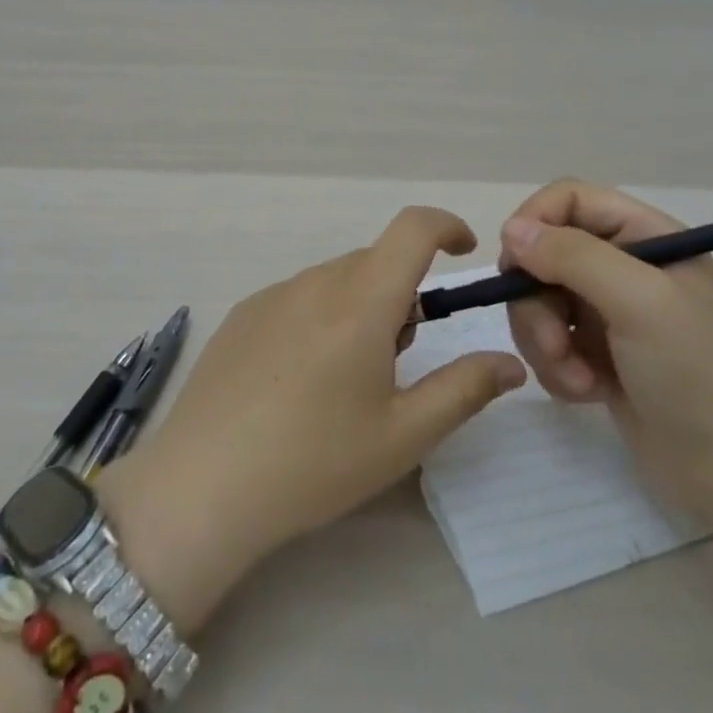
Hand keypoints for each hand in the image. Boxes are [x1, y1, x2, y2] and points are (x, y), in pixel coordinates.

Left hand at [99, 207, 525, 627]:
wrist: (203, 485)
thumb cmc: (314, 462)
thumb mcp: (403, 435)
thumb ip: (464, 389)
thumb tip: (509, 362)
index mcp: (360, 302)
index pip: (412, 229)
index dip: (446, 226)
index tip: (463, 254)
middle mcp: (314, 283)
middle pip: (375, 262)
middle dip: (402, 294)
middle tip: (398, 361)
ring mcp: (271, 296)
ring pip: (336, 281)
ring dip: (360, 308)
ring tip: (345, 382)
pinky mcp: (241, 315)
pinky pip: (298, 297)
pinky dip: (320, 317)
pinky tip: (298, 381)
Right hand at [497, 179, 712, 507]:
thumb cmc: (698, 375)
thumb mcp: (640, 303)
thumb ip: (574, 257)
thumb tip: (510, 231)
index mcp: (646, 236)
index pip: (568, 199)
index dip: (534, 222)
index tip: (515, 265)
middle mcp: (623, 266)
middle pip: (543, 254)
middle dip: (536, 302)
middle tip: (554, 343)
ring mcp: (607, 311)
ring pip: (537, 300)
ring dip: (544, 341)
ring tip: (579, 378)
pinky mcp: (595, 352)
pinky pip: (547, 341)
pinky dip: (557, 367)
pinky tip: (588, 392)